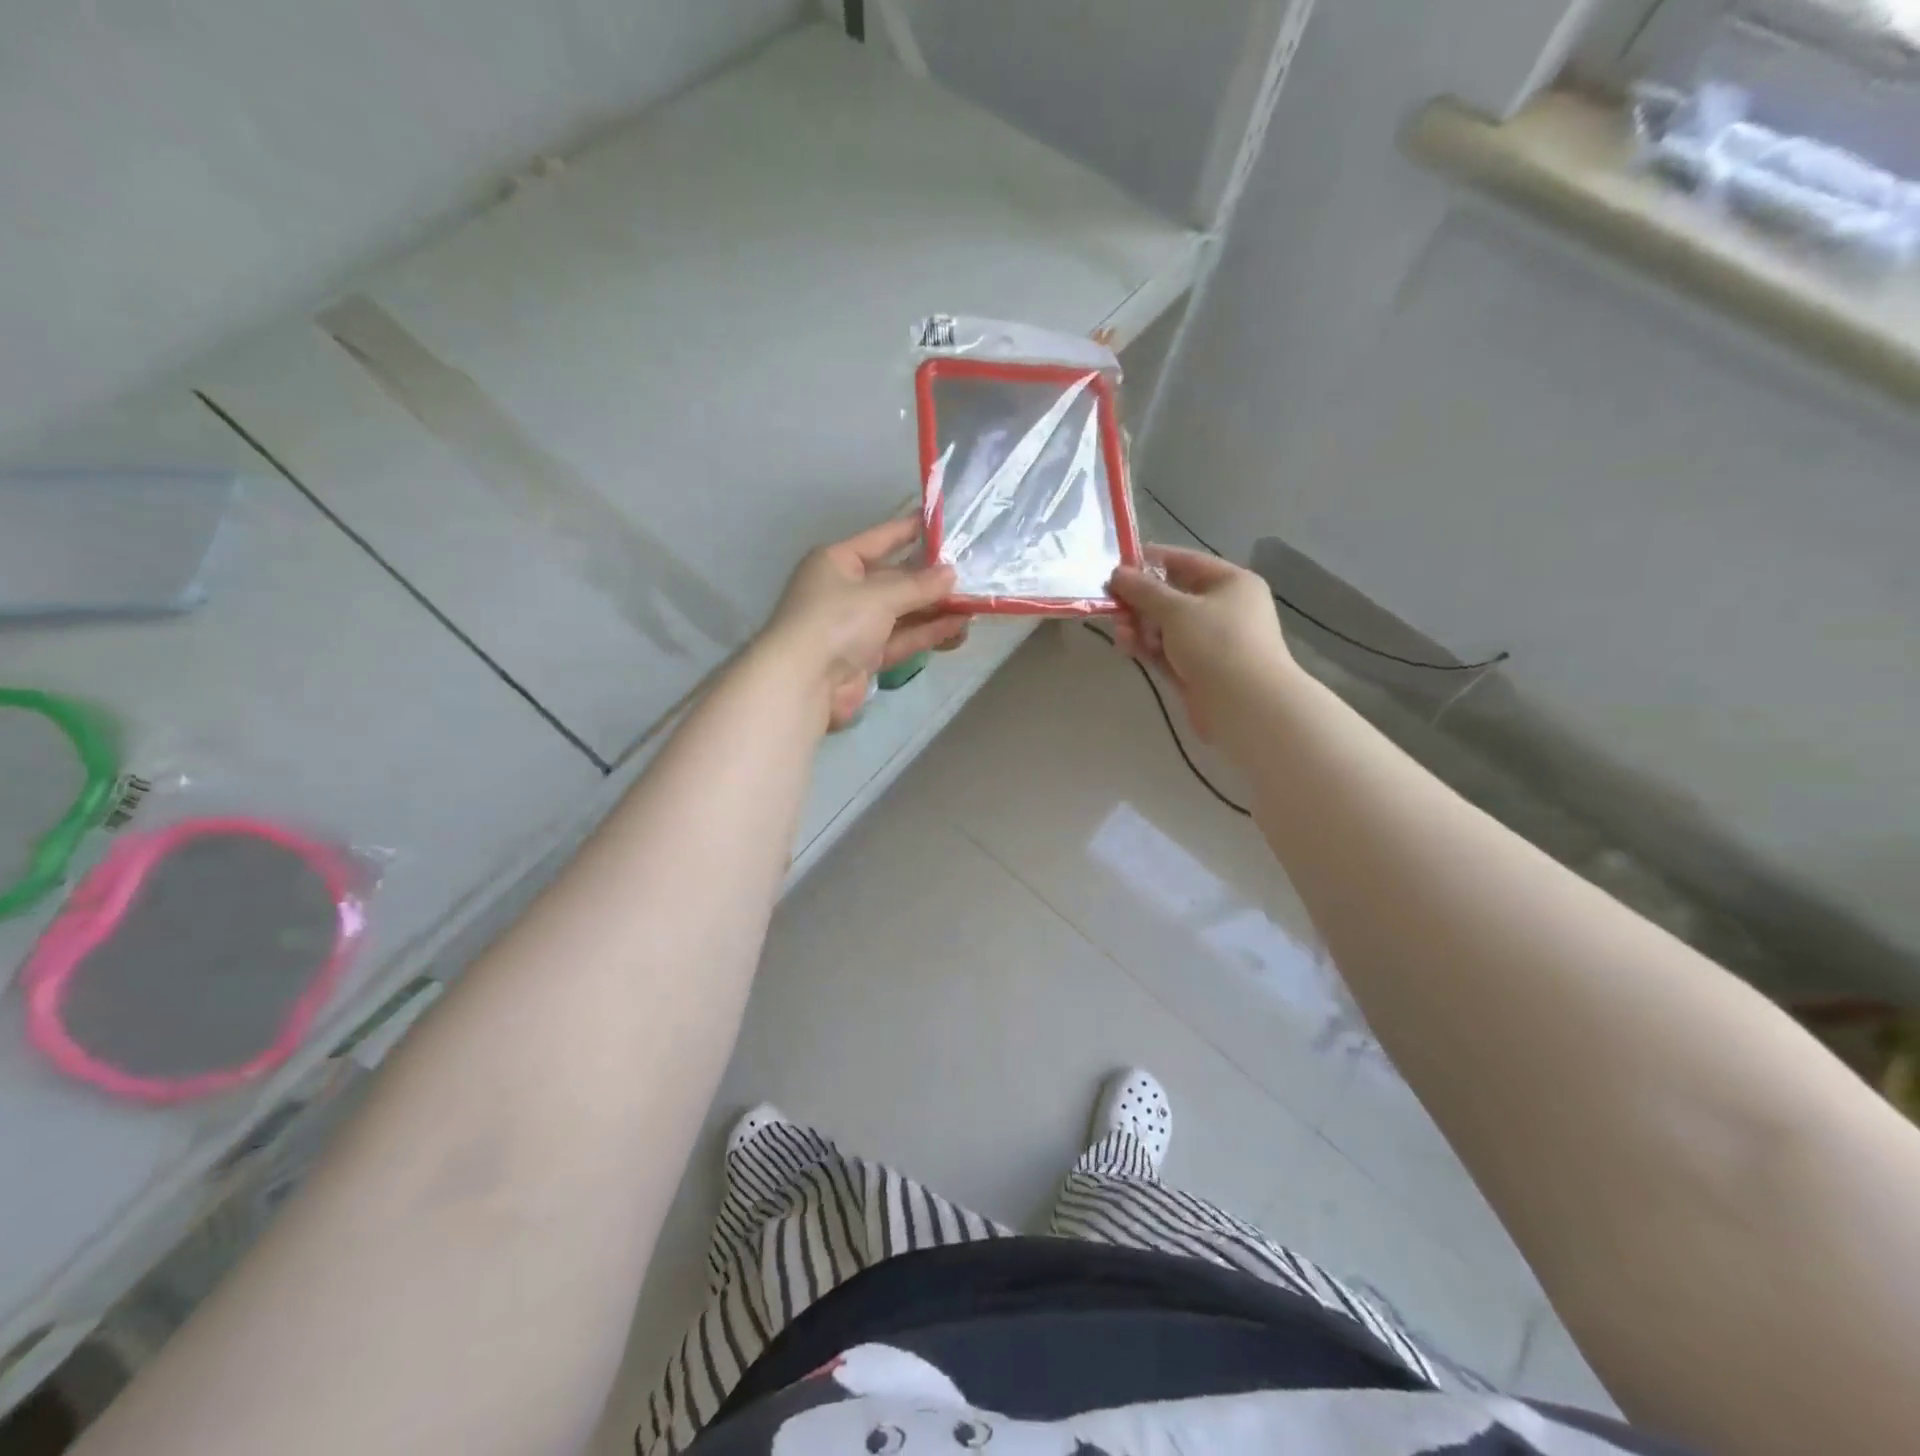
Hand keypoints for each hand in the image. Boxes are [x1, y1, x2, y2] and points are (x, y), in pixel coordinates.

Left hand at [764, 517, 968, 728]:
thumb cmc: (836, 621)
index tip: (944, 523)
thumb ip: (919, 585)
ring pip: (901, 612)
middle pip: (894, 578)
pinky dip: (926, 633)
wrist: (804, 682)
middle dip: (930, 578)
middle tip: (972, 572)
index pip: (880, 538)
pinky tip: (957, 627)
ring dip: (934, 609)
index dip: (911, 530)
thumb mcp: (880, 595)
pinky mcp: (865, 657)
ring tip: (974, 604)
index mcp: (837, 562)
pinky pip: (901, 639)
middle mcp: (845, 590)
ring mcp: (855, 626)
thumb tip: (952, 574)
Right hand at [1108, 545, 1297, 751]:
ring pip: (1166, 626)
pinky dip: (1147, 647)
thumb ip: (1144, 590)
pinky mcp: (1197, 669)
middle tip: (1111, 603)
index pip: (1185, 561)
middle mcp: (1223, 608)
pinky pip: (1166, 651)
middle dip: (1140, 600)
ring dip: (1140, 626)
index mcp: (1231, 583)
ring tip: (1119, 632)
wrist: (1246, 706)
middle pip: (1172, 596)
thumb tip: (1117, 573)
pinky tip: (1126, 646)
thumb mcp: (1177, 609)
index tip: (1117, 566)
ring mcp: (1210, 642)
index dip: (1151, 561)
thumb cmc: (1217, 644)